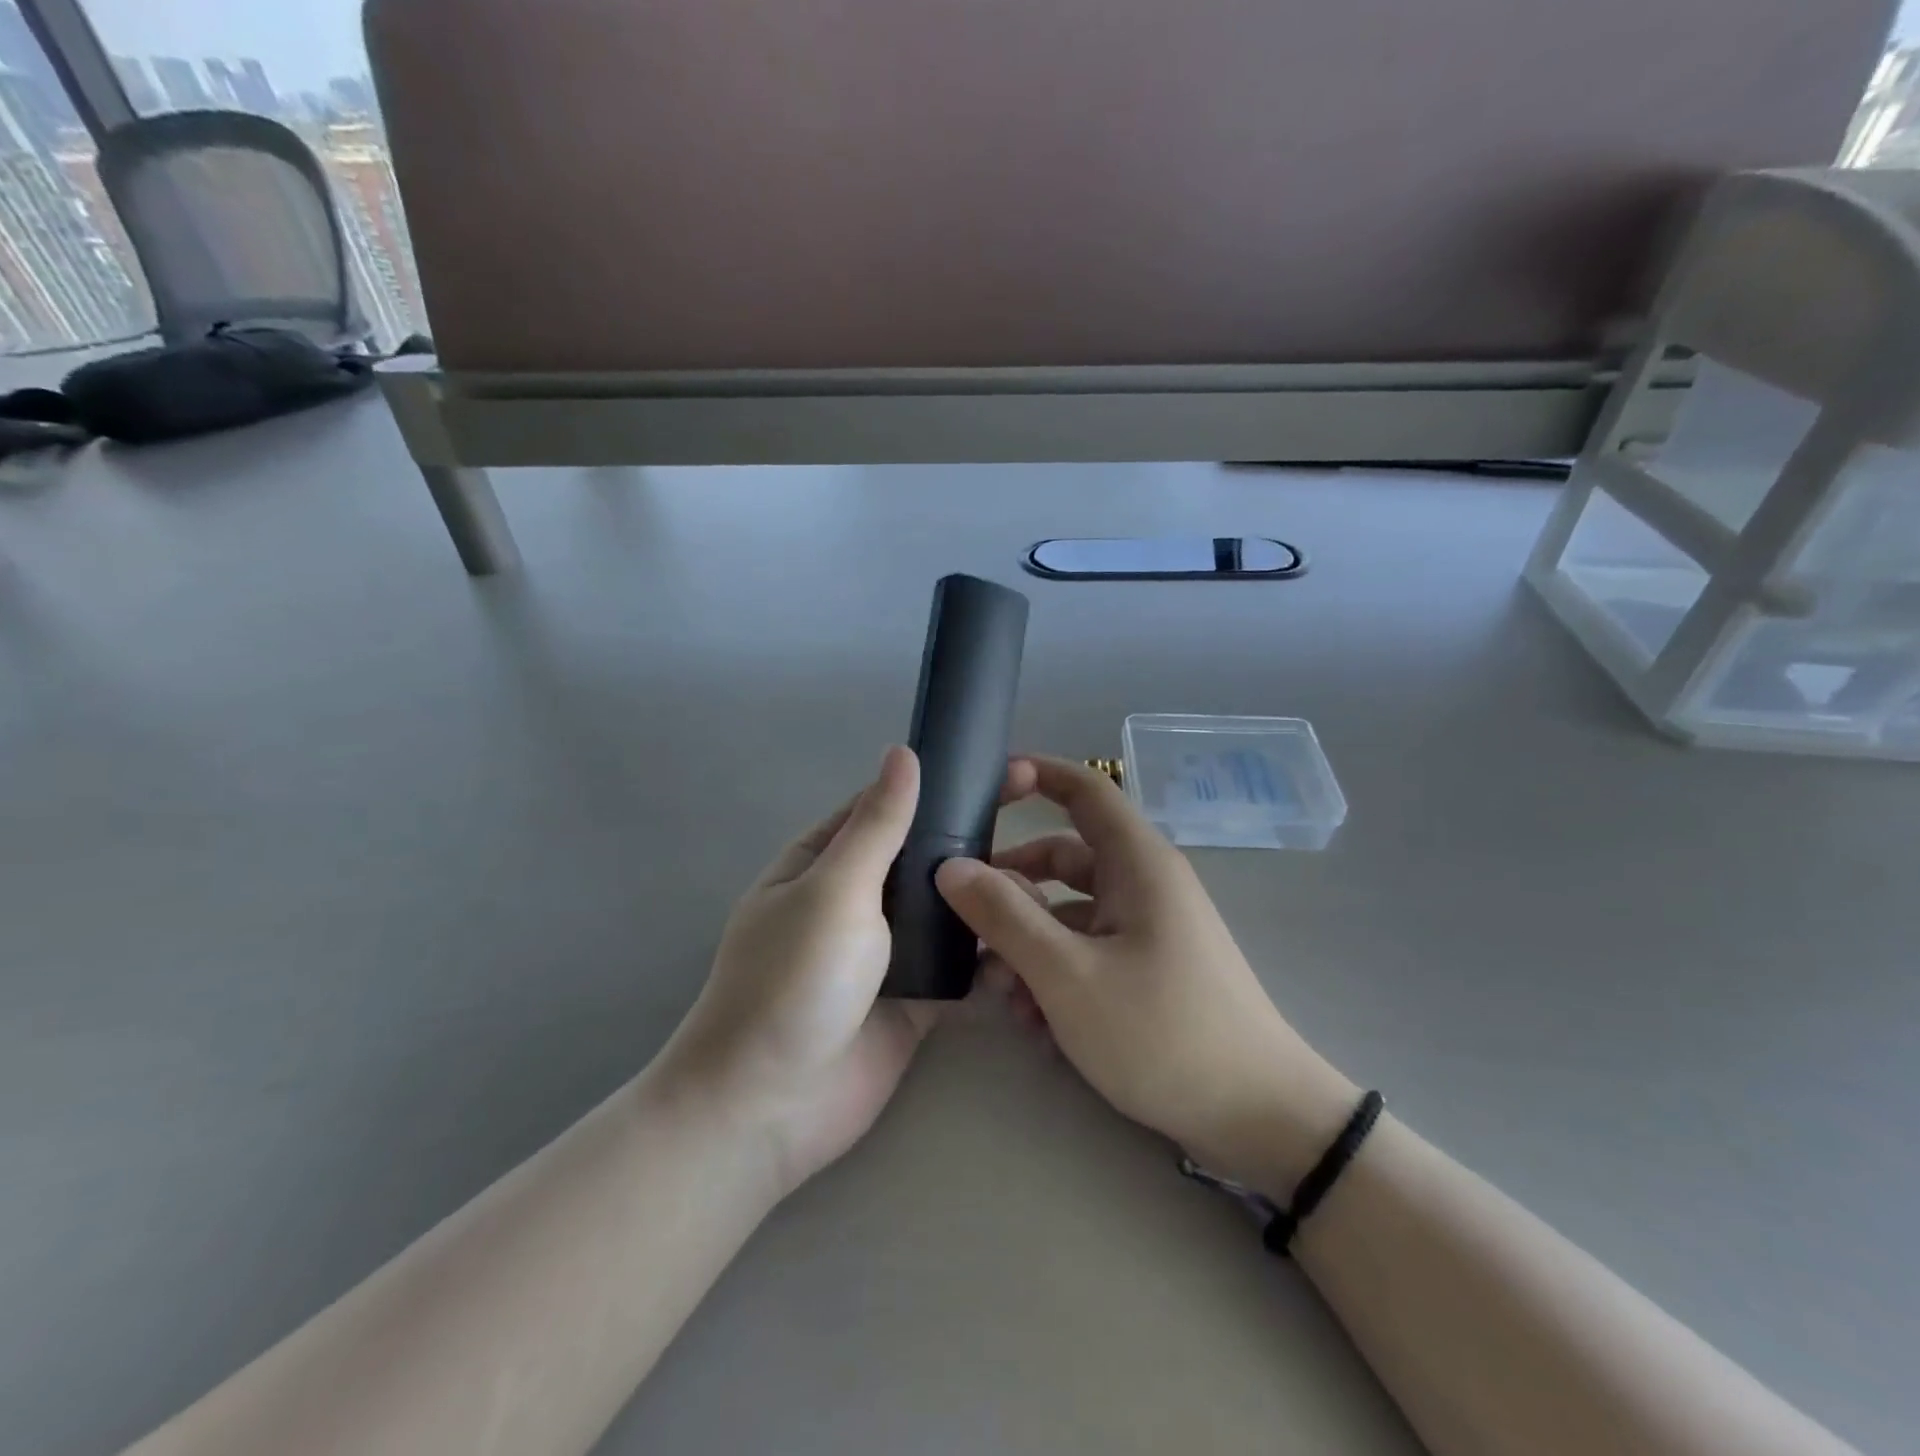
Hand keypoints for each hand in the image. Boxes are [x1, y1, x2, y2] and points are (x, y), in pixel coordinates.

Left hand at [654, 746, 1037, 1197]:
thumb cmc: (793, 981)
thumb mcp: (834, 890)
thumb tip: (903, 752)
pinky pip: (960, 967)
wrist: (770, 1109)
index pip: (889, 807)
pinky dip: (991, 956)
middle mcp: (857, 900)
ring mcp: (888, 953)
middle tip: (1046, 831)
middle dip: (976, 845)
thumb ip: (877, 826)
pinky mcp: (916, 999)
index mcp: (825, 862)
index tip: (1005, 773)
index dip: (941, 786)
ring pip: (948, 912)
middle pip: (925, 860)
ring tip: (1049, 889)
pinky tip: (1035, 943)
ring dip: (989, 901)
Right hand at [936, 757, 1357, 1198]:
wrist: (1258, 1119)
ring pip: (1069, 914)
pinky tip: (1036, 1025)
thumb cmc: (1162, 1032)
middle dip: (1011, 888)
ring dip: (1028, 944)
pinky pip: (1088, 952)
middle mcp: (1143, 885)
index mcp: (1137, 864)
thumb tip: (951, 867)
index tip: (985, 784)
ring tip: (1000, 994)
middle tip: (963, 917)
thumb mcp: (1068, 975)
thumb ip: (1005, 917)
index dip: (1037, 774)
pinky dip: (1056, 974)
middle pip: (1063, 860)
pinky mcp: (1148, 970)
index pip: (1085, 790)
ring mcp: (1147, 929)